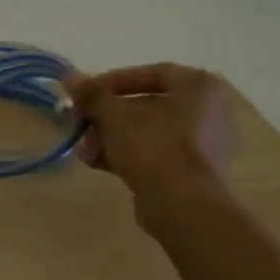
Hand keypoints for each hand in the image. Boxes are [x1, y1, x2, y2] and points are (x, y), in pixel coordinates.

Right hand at [63, 64, 237, 236]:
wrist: (182, 206)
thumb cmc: (153, 148)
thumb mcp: (115, 116)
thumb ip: (92, 95)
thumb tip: (70, 77)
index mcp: (200, 88)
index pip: (152, 73)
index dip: (114, 80)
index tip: (86, 93)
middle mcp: (209, 112)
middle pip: (147, 105)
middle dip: (107, 116)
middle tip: (81, 124)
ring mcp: (204, 145)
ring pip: (148, 132)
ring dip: (111, 137)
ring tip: (85, 150)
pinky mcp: (193, 172)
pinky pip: (156, 154)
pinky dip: (127, 154)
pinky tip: (97, 163)